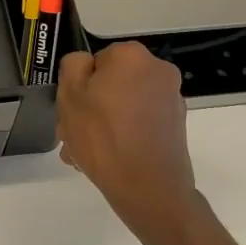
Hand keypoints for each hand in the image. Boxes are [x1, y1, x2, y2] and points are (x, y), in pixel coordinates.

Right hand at [56, 43, 204, 240]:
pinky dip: (123, 135)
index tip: (70, 110)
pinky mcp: (175, 127)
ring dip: (103, 124)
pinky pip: (139, 123)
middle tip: (72, 136)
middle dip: (90, 107)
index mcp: (132, 56)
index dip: (79, 85)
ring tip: (85, 154)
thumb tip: (85, 64)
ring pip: (124, 105)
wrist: (147, 188)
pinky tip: (107, 159)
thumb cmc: (102, 136)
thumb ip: (73, 66)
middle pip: (112, 83)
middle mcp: (158, 71)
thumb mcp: (70, 95)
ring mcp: (171, 100)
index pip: (96, 60)